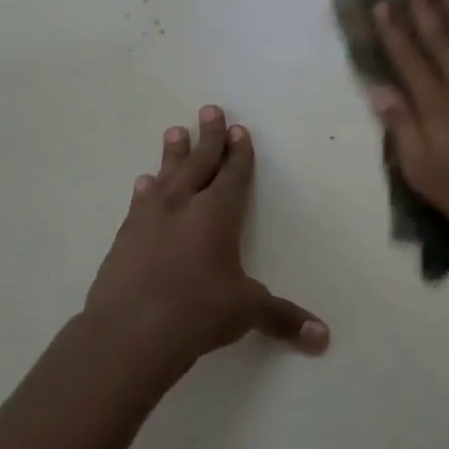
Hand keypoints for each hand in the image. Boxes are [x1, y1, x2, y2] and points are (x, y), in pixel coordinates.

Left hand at [79, 106, 328, 398]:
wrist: (130, 333)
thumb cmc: (198, 312)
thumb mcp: (247, 311)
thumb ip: (284, 318)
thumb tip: (324, 338)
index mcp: (218, 215)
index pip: (232, 175)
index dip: (238, 153)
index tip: (239, 129)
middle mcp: (184, 207)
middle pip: (199, 163)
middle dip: (208, 137)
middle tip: (209, 110)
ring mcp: (149, 221)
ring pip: (166, 177)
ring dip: (173, 155)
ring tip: (174, 132)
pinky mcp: (124, 239)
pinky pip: (140, 204)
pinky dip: (146, 191)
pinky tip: (143, 184)